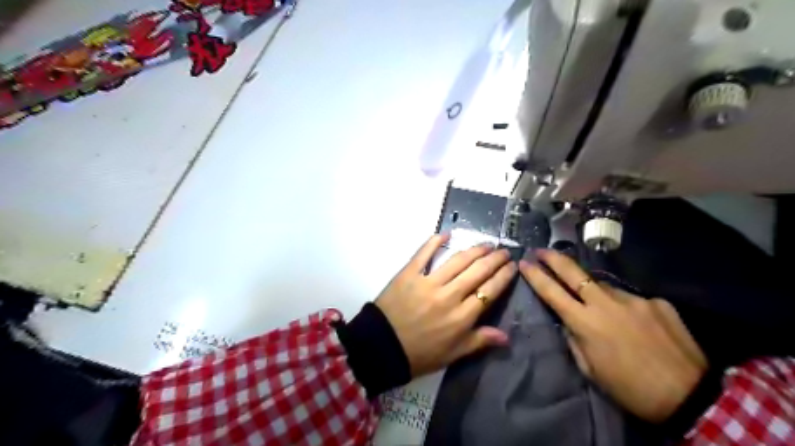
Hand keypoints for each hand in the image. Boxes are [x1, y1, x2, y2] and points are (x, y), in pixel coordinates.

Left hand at [376, 235, 518, 378]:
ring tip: (486, 244)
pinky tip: (446, 234)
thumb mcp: (452, 354)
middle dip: (495, 259)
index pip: (489, 291)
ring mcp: (428, 282)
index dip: (503, 276)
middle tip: (503, 251)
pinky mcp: (409, 274)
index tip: (512, 266)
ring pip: (457, 261)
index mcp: (461, 317)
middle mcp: (449, 295)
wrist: (381, 347)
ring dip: (474, 250)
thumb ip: (479, 341)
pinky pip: (424, 254)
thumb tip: (506, 335)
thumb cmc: (419, 354)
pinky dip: (434, 242)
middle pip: (478, 271)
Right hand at [524, 250, 706, 422]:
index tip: (524, 262)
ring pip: (604, 286)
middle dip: (554, 258)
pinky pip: (631, 299)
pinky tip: (635, 324)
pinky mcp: (656, 301)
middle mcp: (606, 303)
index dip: (535, 275)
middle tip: (542, 250)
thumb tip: (569, 322)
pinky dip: (626, 307)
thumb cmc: (630, 388)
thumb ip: (575, 340)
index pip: (552, 292)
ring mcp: (633, 299)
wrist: (690, 395)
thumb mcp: (591, 369)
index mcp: (585, 322)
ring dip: (595, 292)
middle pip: (573, 272)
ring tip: (602, 310)